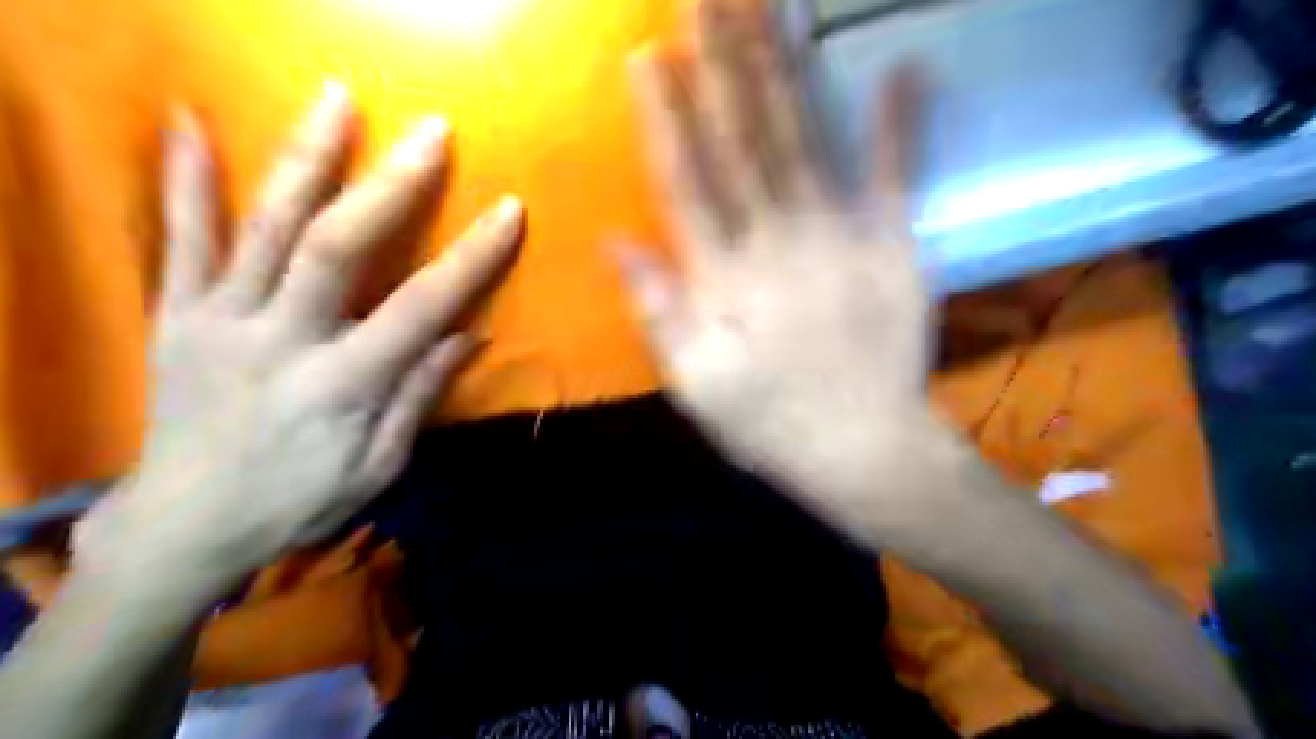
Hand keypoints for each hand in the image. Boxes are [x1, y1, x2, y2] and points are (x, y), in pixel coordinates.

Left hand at [75, 81, 525, 587]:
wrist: (186, 524)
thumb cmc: (298, 500)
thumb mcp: (379, 467)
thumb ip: (420, 396)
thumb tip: (470, 334)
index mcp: (342, 384)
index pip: (421, 307)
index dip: (471, 256)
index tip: (509, 211)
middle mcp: (281, 340)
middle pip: (338, 246)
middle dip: (391, 184)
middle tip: (430, 132)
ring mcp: (220, 320)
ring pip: (266, 226)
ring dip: (306, 157)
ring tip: (337, 99)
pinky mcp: (176, 315)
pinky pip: (180, 240)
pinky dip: (185, 180)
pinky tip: (191, 122)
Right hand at [623, 3, 952, 525]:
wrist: (865, 451)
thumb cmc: (770, 423)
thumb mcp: (694, 386)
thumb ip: (658, 312)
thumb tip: (616, 242)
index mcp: (727, 280)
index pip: (689, 181)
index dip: (668, 117)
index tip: (651, 55)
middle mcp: (780, 243)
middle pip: (746, 139)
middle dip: (724, 61)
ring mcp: (844, 240)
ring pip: (807, 138)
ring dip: (786, 66)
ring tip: (769, 3)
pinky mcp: (896, 248)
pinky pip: (897, 176)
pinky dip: (901, 122)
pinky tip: (904, 63)